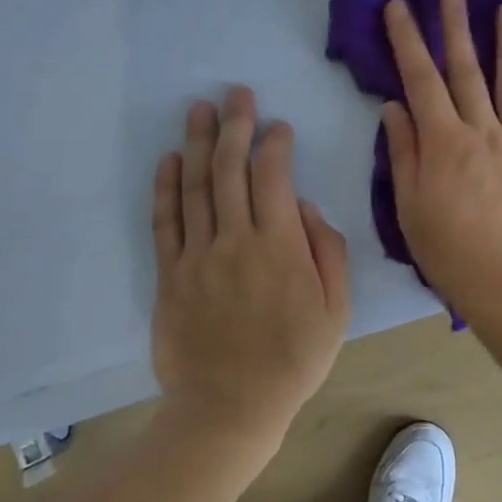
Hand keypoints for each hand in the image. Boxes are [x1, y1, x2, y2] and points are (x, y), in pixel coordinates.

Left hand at [153, 86, 348, 447]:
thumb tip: (306, 208)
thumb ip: (328, 253)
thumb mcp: (335, 311)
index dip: (274, 145)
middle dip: (235, 127)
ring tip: (199, 109)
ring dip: (198, 144)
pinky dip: (166, 187)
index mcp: (280, 248)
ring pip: (196, 188)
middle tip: (236, 93)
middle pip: (231, 172)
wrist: (230, 408)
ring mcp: (197, 257)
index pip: (273, 179)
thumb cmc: (294, 359)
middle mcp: (235, 242)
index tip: (277, 125)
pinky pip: (165, 222)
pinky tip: (170, 159)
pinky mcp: (170, 276)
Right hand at [381, 0, 501, 313]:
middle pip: (467, 70)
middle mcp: (483, 131)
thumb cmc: (451, 252)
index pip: (421, 80)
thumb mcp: (409, 208)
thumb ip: (404, 153)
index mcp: (444, 142)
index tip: (400, 5)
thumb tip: (395, 107)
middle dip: (456, 26)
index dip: (408, 40)